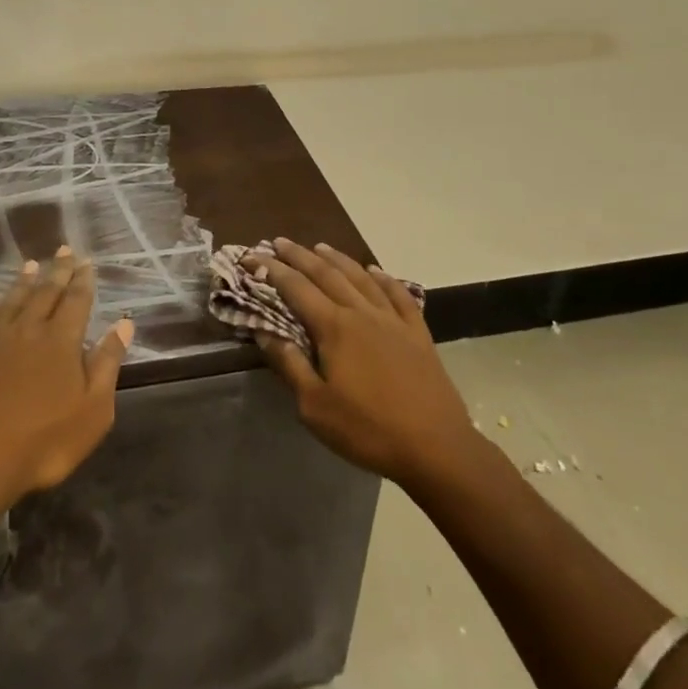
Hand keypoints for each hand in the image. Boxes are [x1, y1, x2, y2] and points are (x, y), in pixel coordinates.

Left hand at [0, 247, 133, 509]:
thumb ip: (107, 364)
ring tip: (30, 264)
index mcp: (62, 340)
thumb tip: (124, 324)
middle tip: (64, 249)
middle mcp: (29, 330)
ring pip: (12, 301)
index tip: (86, 261)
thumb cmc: (41, 442)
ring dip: (23, 282)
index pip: (76, 300)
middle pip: (45, 293)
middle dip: (57, 271)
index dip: (83, 280)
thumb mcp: (92, 411)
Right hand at [248, 238, 477, 490]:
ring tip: (319, 247)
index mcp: (334, 327)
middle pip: (326, 274)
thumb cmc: (368, 430)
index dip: (272, 270)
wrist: (436, 446)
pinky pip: (398, 294)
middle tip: (279, 242)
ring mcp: (392, 319)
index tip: (251, 256)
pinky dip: (383, 278)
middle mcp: (361, 312)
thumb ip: (290, 364)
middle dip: (299, 256)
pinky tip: (375, 271)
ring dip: (337, 258)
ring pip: (360, 277)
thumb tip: (264, 330)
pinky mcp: (417, 332)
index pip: (296, 288)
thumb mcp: (315, 406)